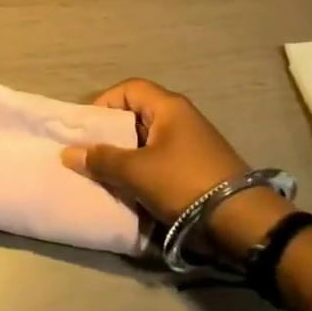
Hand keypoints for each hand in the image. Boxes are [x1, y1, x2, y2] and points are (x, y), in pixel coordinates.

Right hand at [60, 79, 292, 257]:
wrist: (242, 221)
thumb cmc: (184, 183)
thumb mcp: (136, 171)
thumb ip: (101, 160)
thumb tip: (69, 153)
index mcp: (169, 107)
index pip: (129, 89)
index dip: (104, 102)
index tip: (87, 128)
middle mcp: (182, 118)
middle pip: (137, 114)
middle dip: (112, 133)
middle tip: (92, 154)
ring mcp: (192, 144)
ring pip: (148, 140)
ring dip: (127, 156)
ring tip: (107, 174)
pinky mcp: (198, 168)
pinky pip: (161, 160)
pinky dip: (144, 170)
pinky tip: (132, 190)